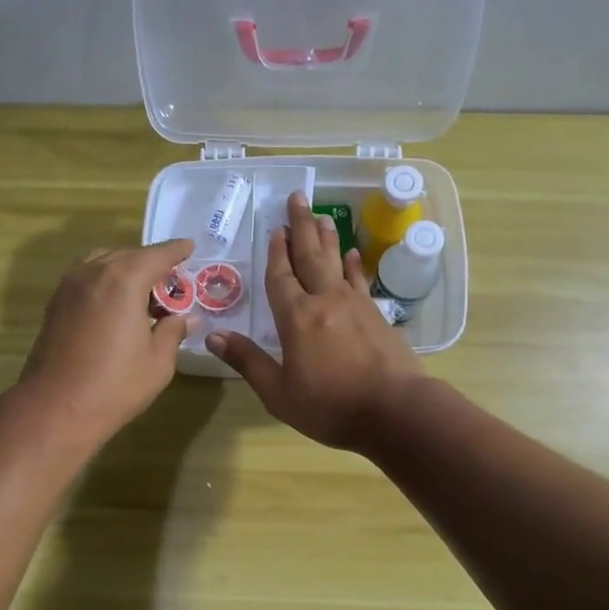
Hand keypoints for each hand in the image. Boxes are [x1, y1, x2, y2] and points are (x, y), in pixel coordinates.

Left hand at [16, 237, 193, 445]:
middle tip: (171, 281)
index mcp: (124, 280)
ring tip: (142, 292)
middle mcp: (94, 273)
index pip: (157, 255)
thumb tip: (185, 318)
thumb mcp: (158, 362)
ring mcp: (69, 286)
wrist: (56, 408)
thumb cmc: (115, 386)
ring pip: (102, 263)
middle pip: (128, 255)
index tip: (189, 247)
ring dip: (125, 270)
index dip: (176, 251)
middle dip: (151, 263)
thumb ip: (172, 332)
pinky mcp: (55, 304)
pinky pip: (86, 278)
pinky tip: (115, 305)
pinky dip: (104, 281)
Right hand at [209, 191, 423, 450]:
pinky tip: (353, 255)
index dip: (276, 252)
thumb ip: (248, 362)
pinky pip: (360, 280)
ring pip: (337, 262)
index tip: (275, 228)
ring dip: (327, 238)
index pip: (281, 277)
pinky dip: (354, 265)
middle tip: (298, 198)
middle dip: (302, 227)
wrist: (395, 411)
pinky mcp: (377, 316)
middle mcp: (325, 301)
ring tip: (322, 216)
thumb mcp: (279, 393)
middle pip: (310, 256)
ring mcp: (355, 305)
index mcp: (296, 318)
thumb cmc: (330, 406)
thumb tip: (213, 336)